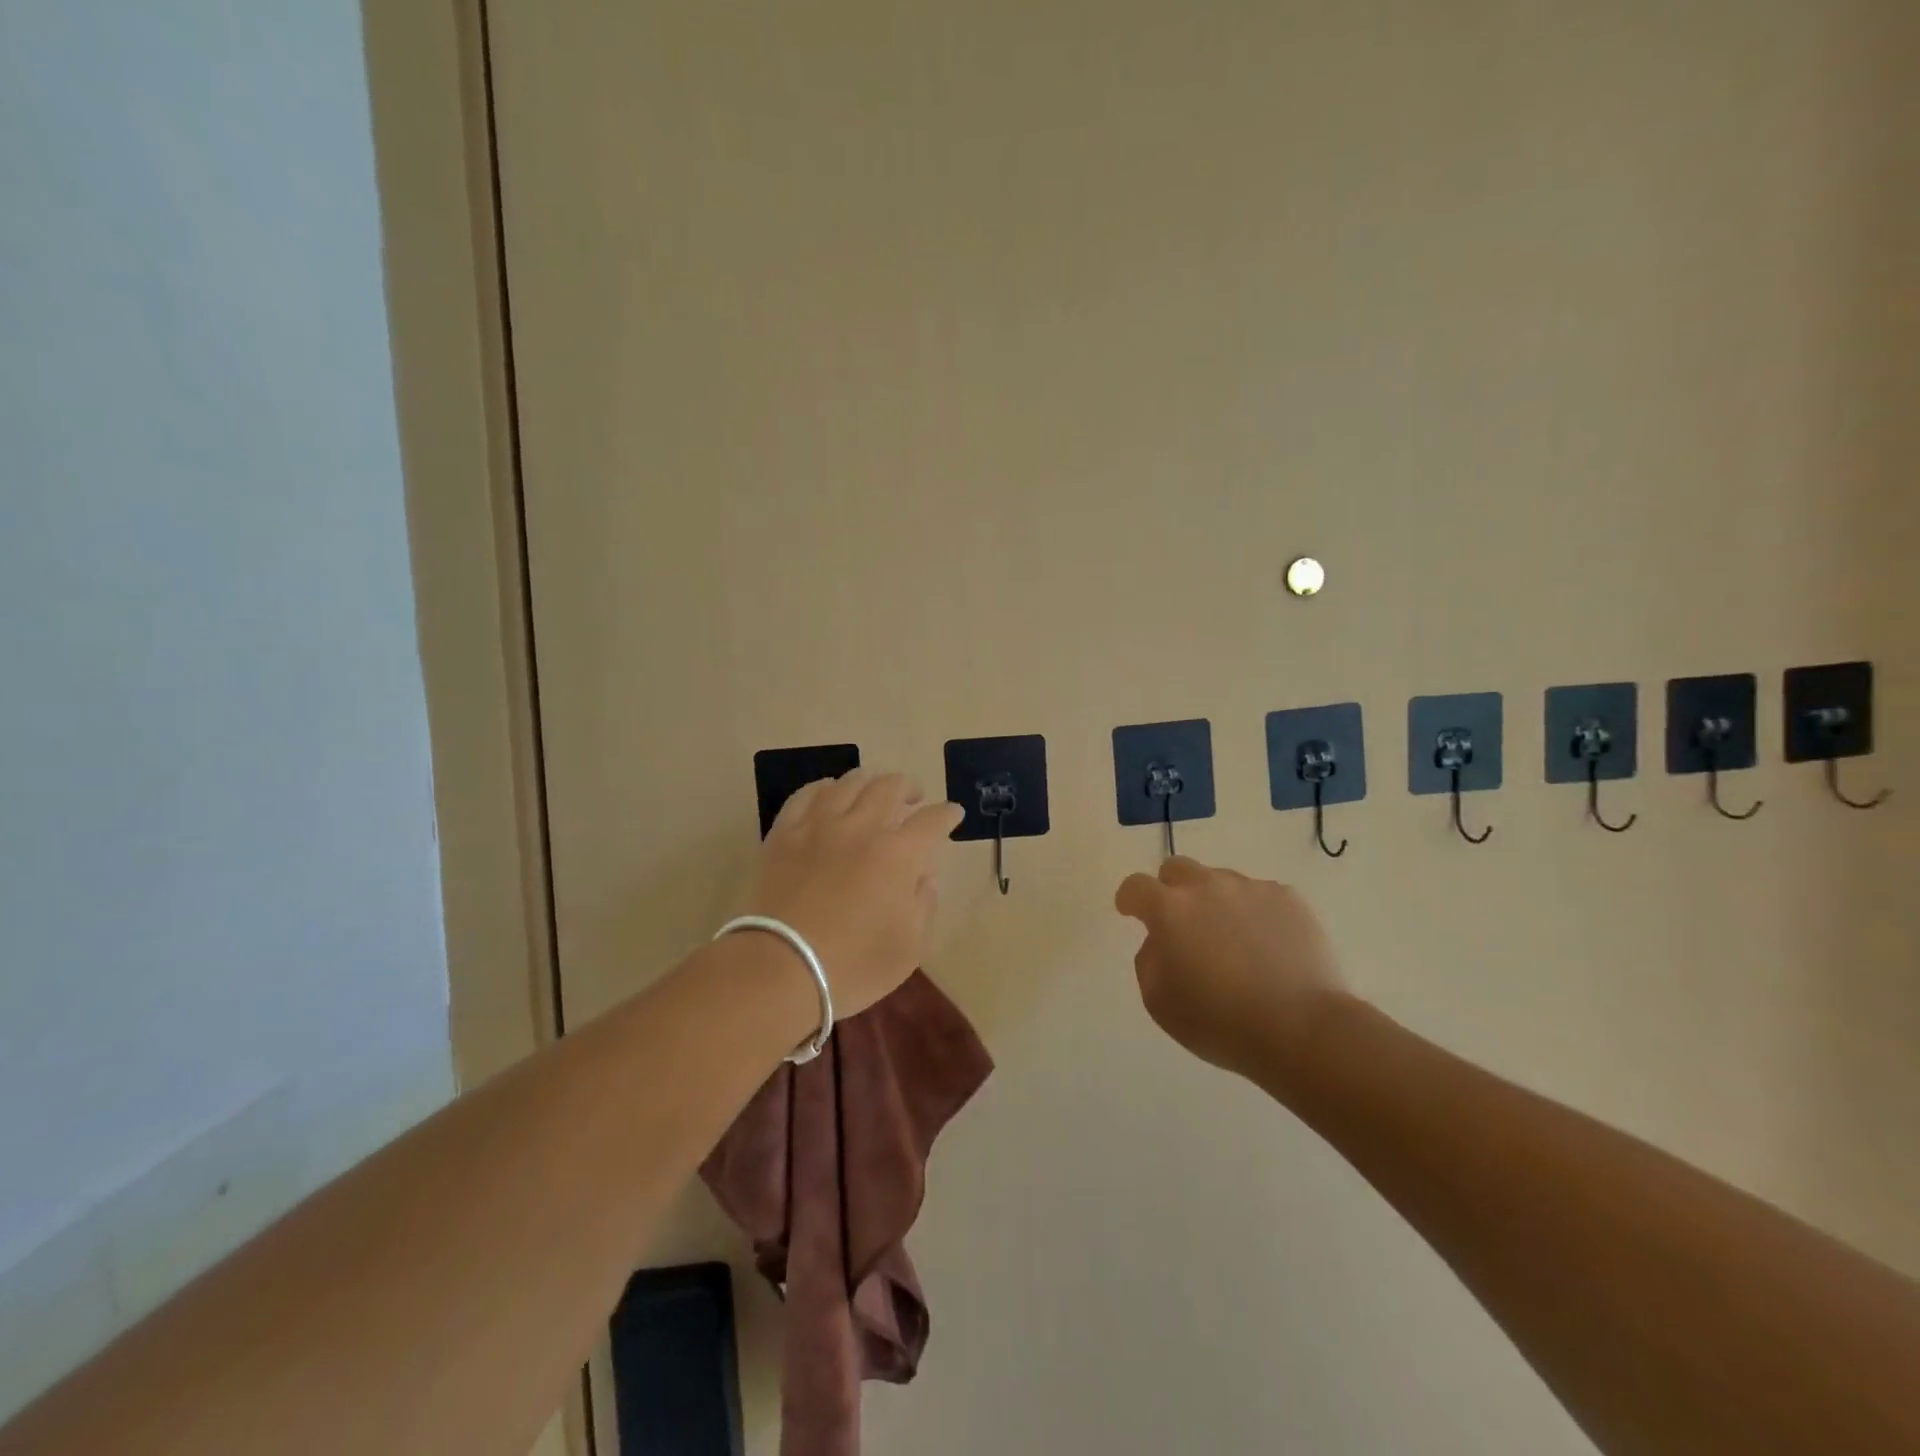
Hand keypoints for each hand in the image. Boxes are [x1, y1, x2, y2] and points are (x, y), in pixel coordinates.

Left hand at [741, 770, 962, 1017]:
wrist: (779, 969)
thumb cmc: (852, 965)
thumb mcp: (909, 948)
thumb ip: (925, 905)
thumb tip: (924, 877)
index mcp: (898, 855)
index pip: (932, 821)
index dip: (947, 814)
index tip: (953, 814)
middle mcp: (861, 828)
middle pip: (890, 787)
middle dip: (909, 787)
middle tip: (914, 798)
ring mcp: (819, 826)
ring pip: (849, 783)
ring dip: (870, 781)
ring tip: (874, 790)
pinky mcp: (784, 833)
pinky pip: (807, 794)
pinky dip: (824, 788)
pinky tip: (829, 793)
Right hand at [1114, 857, 1350, 1079]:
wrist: (1302, 1028)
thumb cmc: (1220, 1022)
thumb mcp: (1158, 1001)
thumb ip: (1149, 959)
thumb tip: (1160, 940)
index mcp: (1169, 909)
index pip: (1136, 886)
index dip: (1130, 899)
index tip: (1131, 912)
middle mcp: (1207, 887)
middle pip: (1178, 868)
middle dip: (1171, 890)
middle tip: (1182, 924)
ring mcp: (1251, 888)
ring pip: (1221, 881)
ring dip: (1215, 902)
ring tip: (1233, 942)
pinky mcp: (1288, 898)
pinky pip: (1260, 896)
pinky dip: (1255, 913)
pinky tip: (1267, 947)